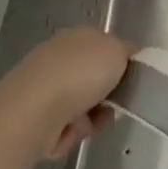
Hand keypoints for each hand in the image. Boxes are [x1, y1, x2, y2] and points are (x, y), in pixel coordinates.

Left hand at [0, 27, 131, 161]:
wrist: (33, 112)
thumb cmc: (80, 74)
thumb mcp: (117, 50)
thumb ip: (126, 51)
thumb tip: (124, 57)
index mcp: (77, 37)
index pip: (107, 47)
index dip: (123, 63)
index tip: (134, 80)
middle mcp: (58, 58)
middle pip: (96, 79)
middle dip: (109, 95)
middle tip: (117, 103)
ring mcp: (45, 88)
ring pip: (85, 105)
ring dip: (95, 117)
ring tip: (92, 122)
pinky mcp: (36, 117)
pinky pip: (68, 126)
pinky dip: (75, 131)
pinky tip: (71, 131)